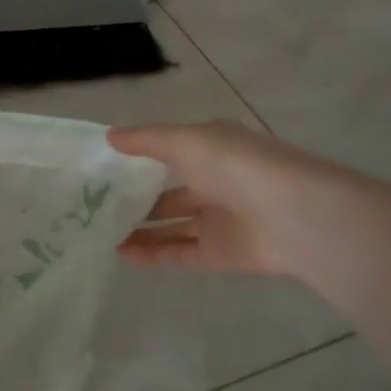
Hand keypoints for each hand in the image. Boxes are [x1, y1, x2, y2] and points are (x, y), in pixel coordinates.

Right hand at [109, 121, 358, 276]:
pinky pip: (180, 253)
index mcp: (213, 150)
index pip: (170, 152)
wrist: (296, 217)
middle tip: (95, 206)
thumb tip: (108, 137)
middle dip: (136, 199)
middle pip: (169, 193)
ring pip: (171, 226)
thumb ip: (146, 140)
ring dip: (139, 230)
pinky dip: (152, 254)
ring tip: (100, 233)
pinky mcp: (221, 254)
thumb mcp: (185, 142)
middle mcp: (216, 183)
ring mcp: (219, 221)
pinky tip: (121, 254)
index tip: (103, 167)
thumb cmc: (236, 167)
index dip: (139, 159)